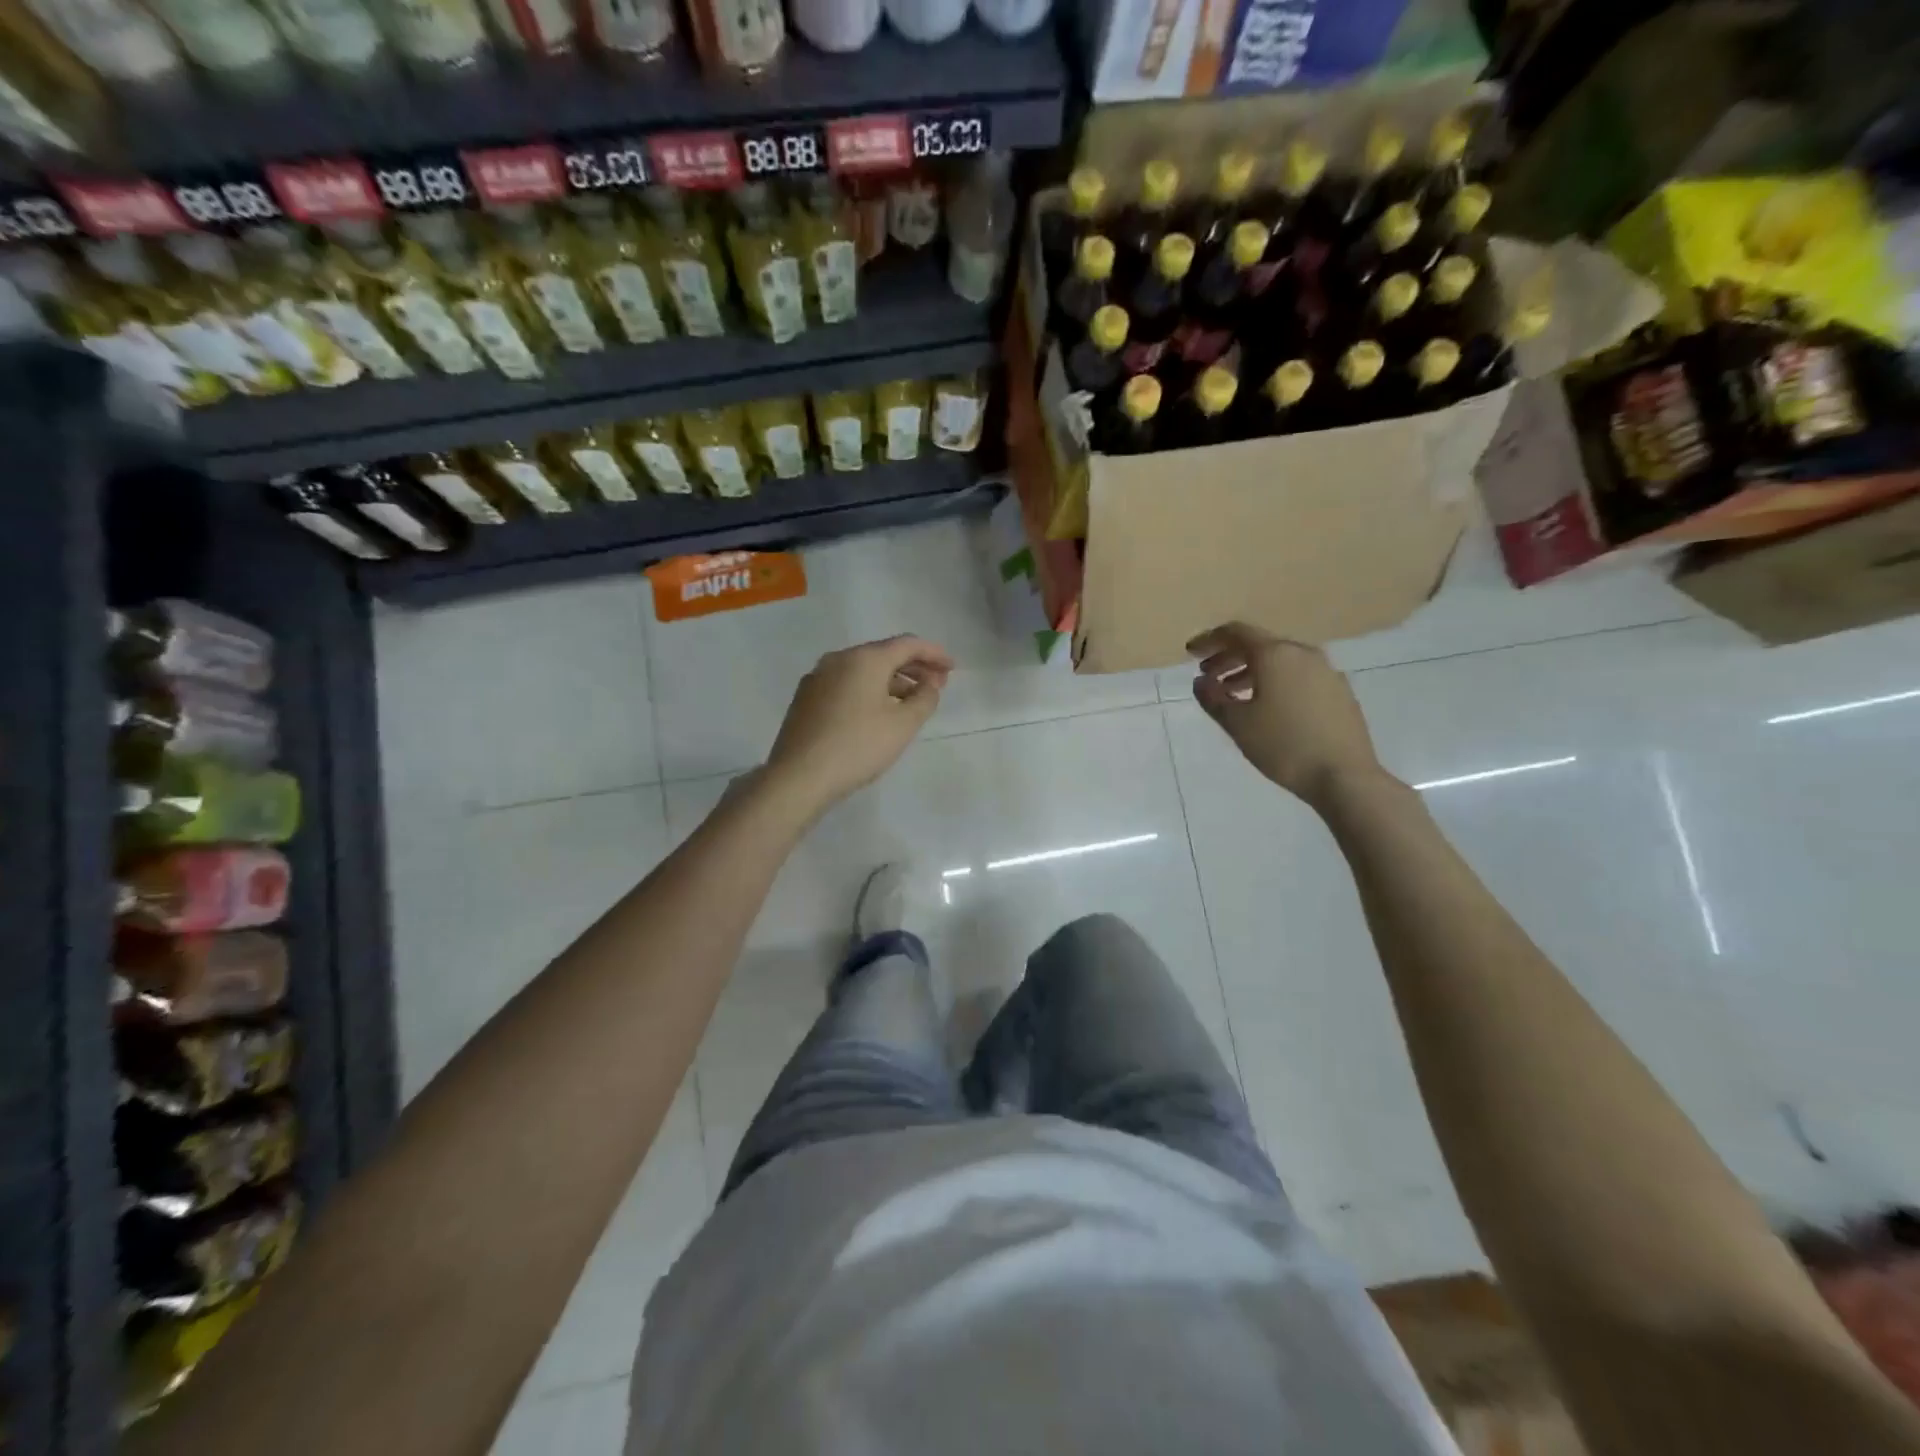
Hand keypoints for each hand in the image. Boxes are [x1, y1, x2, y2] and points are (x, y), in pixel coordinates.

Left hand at [763, 635, 952, 816]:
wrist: (799, 776)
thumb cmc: (858, 747)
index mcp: (864, 659)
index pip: (907, 645)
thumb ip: (924, 699)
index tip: (952, 668)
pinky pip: (846, 684)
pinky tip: (878, 712)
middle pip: (883, 654)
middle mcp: (838, 659)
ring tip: (911, 702)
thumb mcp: (903, 725)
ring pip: (863, 670)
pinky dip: (869, 690)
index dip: (934, 653)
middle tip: (937, 685)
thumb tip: (930, 685)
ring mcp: (818, 678)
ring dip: (892, 681)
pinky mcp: (806, 699)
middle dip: (913, 667)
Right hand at [1188, 622, 1383, 808]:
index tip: (1191, 653)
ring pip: (1280, 661)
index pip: (1236, 632)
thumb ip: (1213, 698)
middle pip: (1259, 644)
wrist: (1344, 776)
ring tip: (1232, 694)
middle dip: (1229, 657)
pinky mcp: (1339, 691)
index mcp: (1275, 654)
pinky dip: (1275, 682)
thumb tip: (1202, 682)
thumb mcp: (1237, 724)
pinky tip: (1267, 706)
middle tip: (1208, 676)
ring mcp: (1326, 671)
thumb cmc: (1283, 745)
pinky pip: (1298, 675)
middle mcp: (1303, 653)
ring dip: (1251, 671)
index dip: (1209, 640)